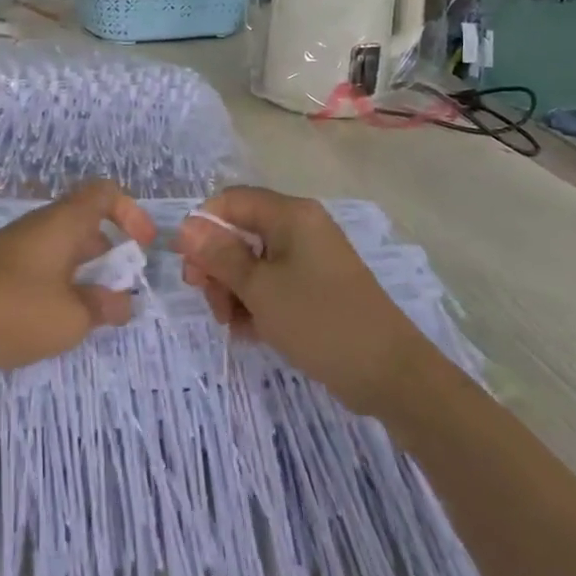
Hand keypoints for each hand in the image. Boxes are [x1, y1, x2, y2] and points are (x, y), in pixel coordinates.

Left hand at [0, 181, 155, 372]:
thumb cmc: (11, 309)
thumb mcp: (70, 318)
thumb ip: (102, 307)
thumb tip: (122, 301)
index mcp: (63, 223)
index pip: (104, 192)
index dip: (131, 211)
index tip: (143, 247)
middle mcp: (39, 226)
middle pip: (85, 223)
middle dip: (110, 253)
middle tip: (120, 293)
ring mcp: (14, 246)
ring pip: (62, 247)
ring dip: (84, 272)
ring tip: (91, 313)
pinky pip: (40, 264)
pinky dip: (58, 283)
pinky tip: (53, 319)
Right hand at [175, 186, 424, 415]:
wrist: (390, 374)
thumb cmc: (321, 322)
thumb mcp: (260, 290)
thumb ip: (219, 256)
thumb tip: (186, 226)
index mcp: (290, 215)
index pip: (231, 201)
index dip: (204, 228)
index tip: (190, 268)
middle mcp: (300, 227)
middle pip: (240, 232)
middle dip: (218, 267)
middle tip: (211, 303)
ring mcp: (310, 258)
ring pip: (253, 262)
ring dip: (234, 290)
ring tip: (234, 325)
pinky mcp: (316, 287)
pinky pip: (274, 283)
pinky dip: (257, 303)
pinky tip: (252, 333)